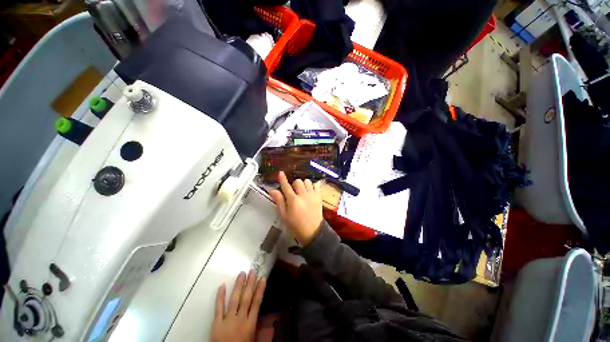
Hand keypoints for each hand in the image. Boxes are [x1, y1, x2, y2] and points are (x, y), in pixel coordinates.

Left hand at [211, 270, 265, 341]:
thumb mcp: (254, 340)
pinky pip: (218, 308)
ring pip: (234, 299)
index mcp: (250, 324)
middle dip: (250, 284)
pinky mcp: (216, 323)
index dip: (260, 290)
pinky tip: (222, 285)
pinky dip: (220, 297)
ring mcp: (228, 320)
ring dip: (238, 286)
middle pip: (246, 298)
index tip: (262, 278)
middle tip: (252, 270)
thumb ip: (263, 330)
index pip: (257, 303)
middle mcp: (240, 319)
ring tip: (242, 273)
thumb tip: (274, 319)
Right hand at [270, 171, 322, 244]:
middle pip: (297, 181)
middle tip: (294, 192)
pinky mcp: (319, 197)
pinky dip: (312, 186)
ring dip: (303, 184)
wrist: (312, 232)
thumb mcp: (284, 216)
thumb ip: (279, 202)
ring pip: (307, 181)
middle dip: (294, 185)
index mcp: (293, 200)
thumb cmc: (295, 225)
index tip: (280, 173)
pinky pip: (316, 185)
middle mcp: (303, 195)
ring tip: (302, 191)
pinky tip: (310, 191)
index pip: (286, 186)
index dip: (282, 179)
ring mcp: (312, 195)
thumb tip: (273, 190)